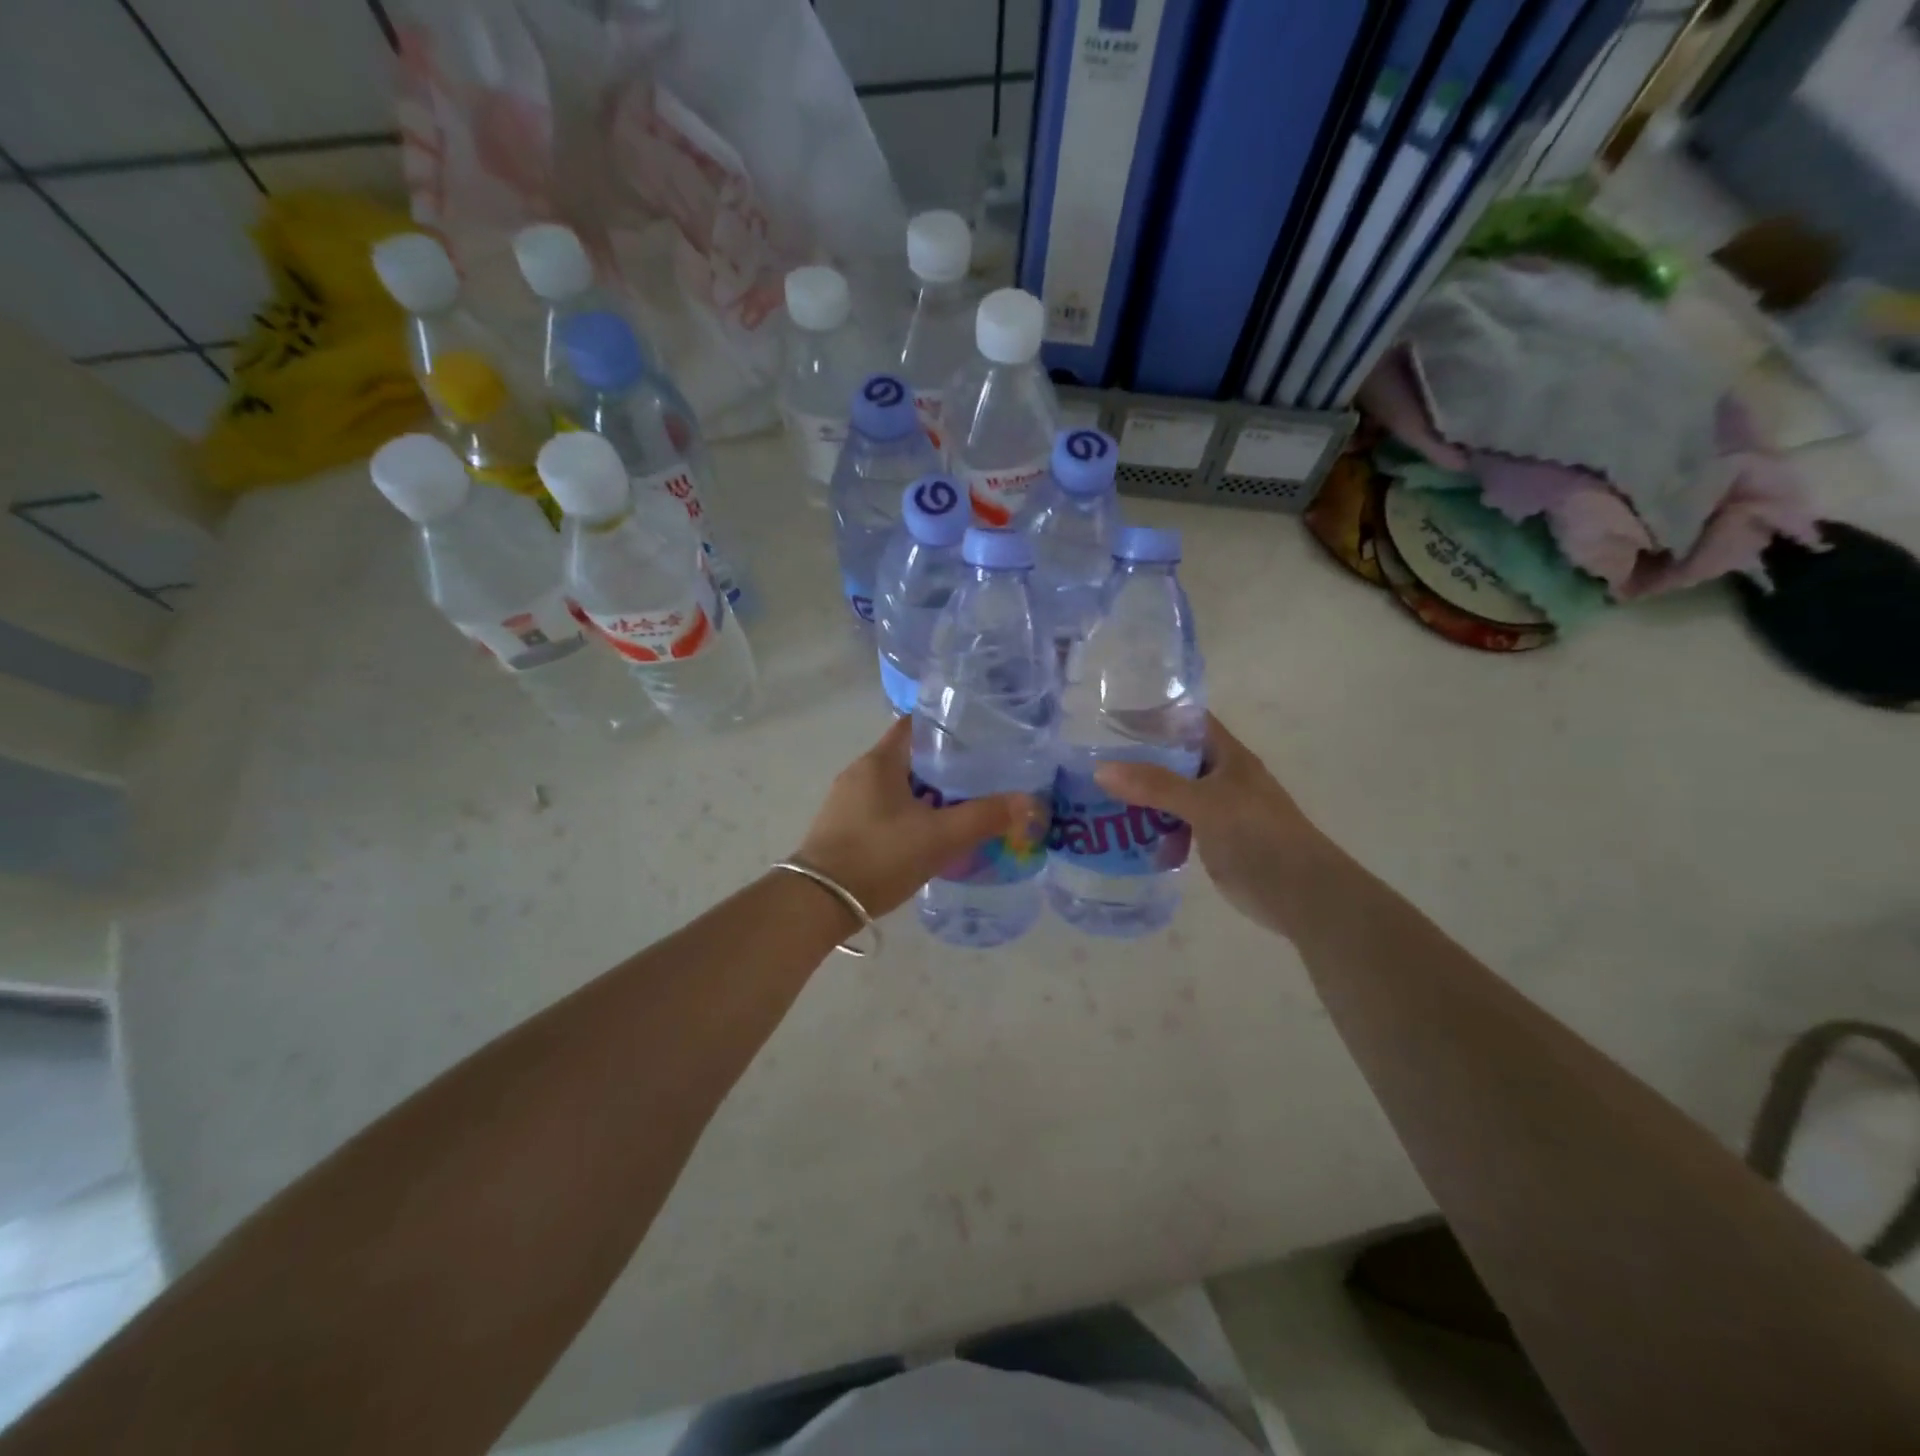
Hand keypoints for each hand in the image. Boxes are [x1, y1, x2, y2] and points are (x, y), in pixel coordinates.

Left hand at [795, 717, 1044, 918]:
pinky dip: (908, 813)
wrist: (818, 903)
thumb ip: (984, 817)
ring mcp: (846, 801)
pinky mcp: (842, 827)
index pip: (915, 725)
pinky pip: (883, 808)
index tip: (979, 736)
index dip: (947, 726)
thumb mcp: (939, 838)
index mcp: (880, 761)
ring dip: (926, 792)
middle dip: (944, 765)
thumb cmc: (879, 857)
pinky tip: (927, 834)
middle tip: (981, 776)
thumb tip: (1028, 802)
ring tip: (961, 806)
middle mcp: (859, 772)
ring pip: (896, 785)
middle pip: (909, 756)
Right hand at [1095, 713, 1323, 937]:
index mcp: (1227, 756)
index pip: (1187, 722)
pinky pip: (1174, 825)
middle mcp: (1220, 777)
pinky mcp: (1211, 839)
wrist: (1300, 894)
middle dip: (1137, 759)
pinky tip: (1124, 834)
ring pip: (1170, 794)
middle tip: (1091, 759)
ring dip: (1140, 797)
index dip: (1154, 715)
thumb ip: (1155, 786)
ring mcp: (1216, 809)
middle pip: (1173, 758)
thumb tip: (1101, 770)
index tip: (1111, 718)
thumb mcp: (1205, 804)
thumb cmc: (1258, 835)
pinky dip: (1152, 828)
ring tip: (1096, 795)